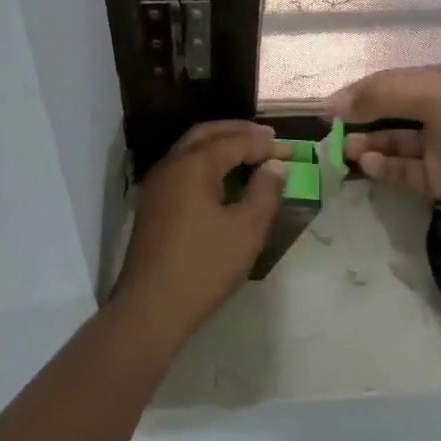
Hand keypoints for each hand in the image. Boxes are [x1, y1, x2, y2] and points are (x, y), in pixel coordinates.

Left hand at [113, 120, 286, 337]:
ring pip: (190, 149)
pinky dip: (206, 162)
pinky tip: (222, 180)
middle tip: (266, 138)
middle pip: (206, 134)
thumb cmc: (204, 266)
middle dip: (238, 132)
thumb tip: (275, 166)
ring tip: (248, 153)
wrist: (151, 308)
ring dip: (220, 145)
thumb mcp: (247, 230)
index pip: (234, 141)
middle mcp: (171, 165)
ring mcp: (157, 185)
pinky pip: (182, 168)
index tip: (290, 151)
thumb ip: (265, 192)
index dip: (264, 144)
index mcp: (193, 165)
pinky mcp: (152, 205)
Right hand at [330, 63, 440, 228]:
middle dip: (358, 120)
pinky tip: (369, 166)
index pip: (385, 83)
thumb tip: (335, 103)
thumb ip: (381, 95)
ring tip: (345, 152)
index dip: (354, 94)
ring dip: (369, 145)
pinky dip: (385, 168)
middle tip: (329, 135)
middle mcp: (435, 110)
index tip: (325, 111)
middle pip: (387, 112)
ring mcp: (439, 146)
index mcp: (435, 82)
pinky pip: (405, 171)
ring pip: (393, 143)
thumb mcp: (431, 96)